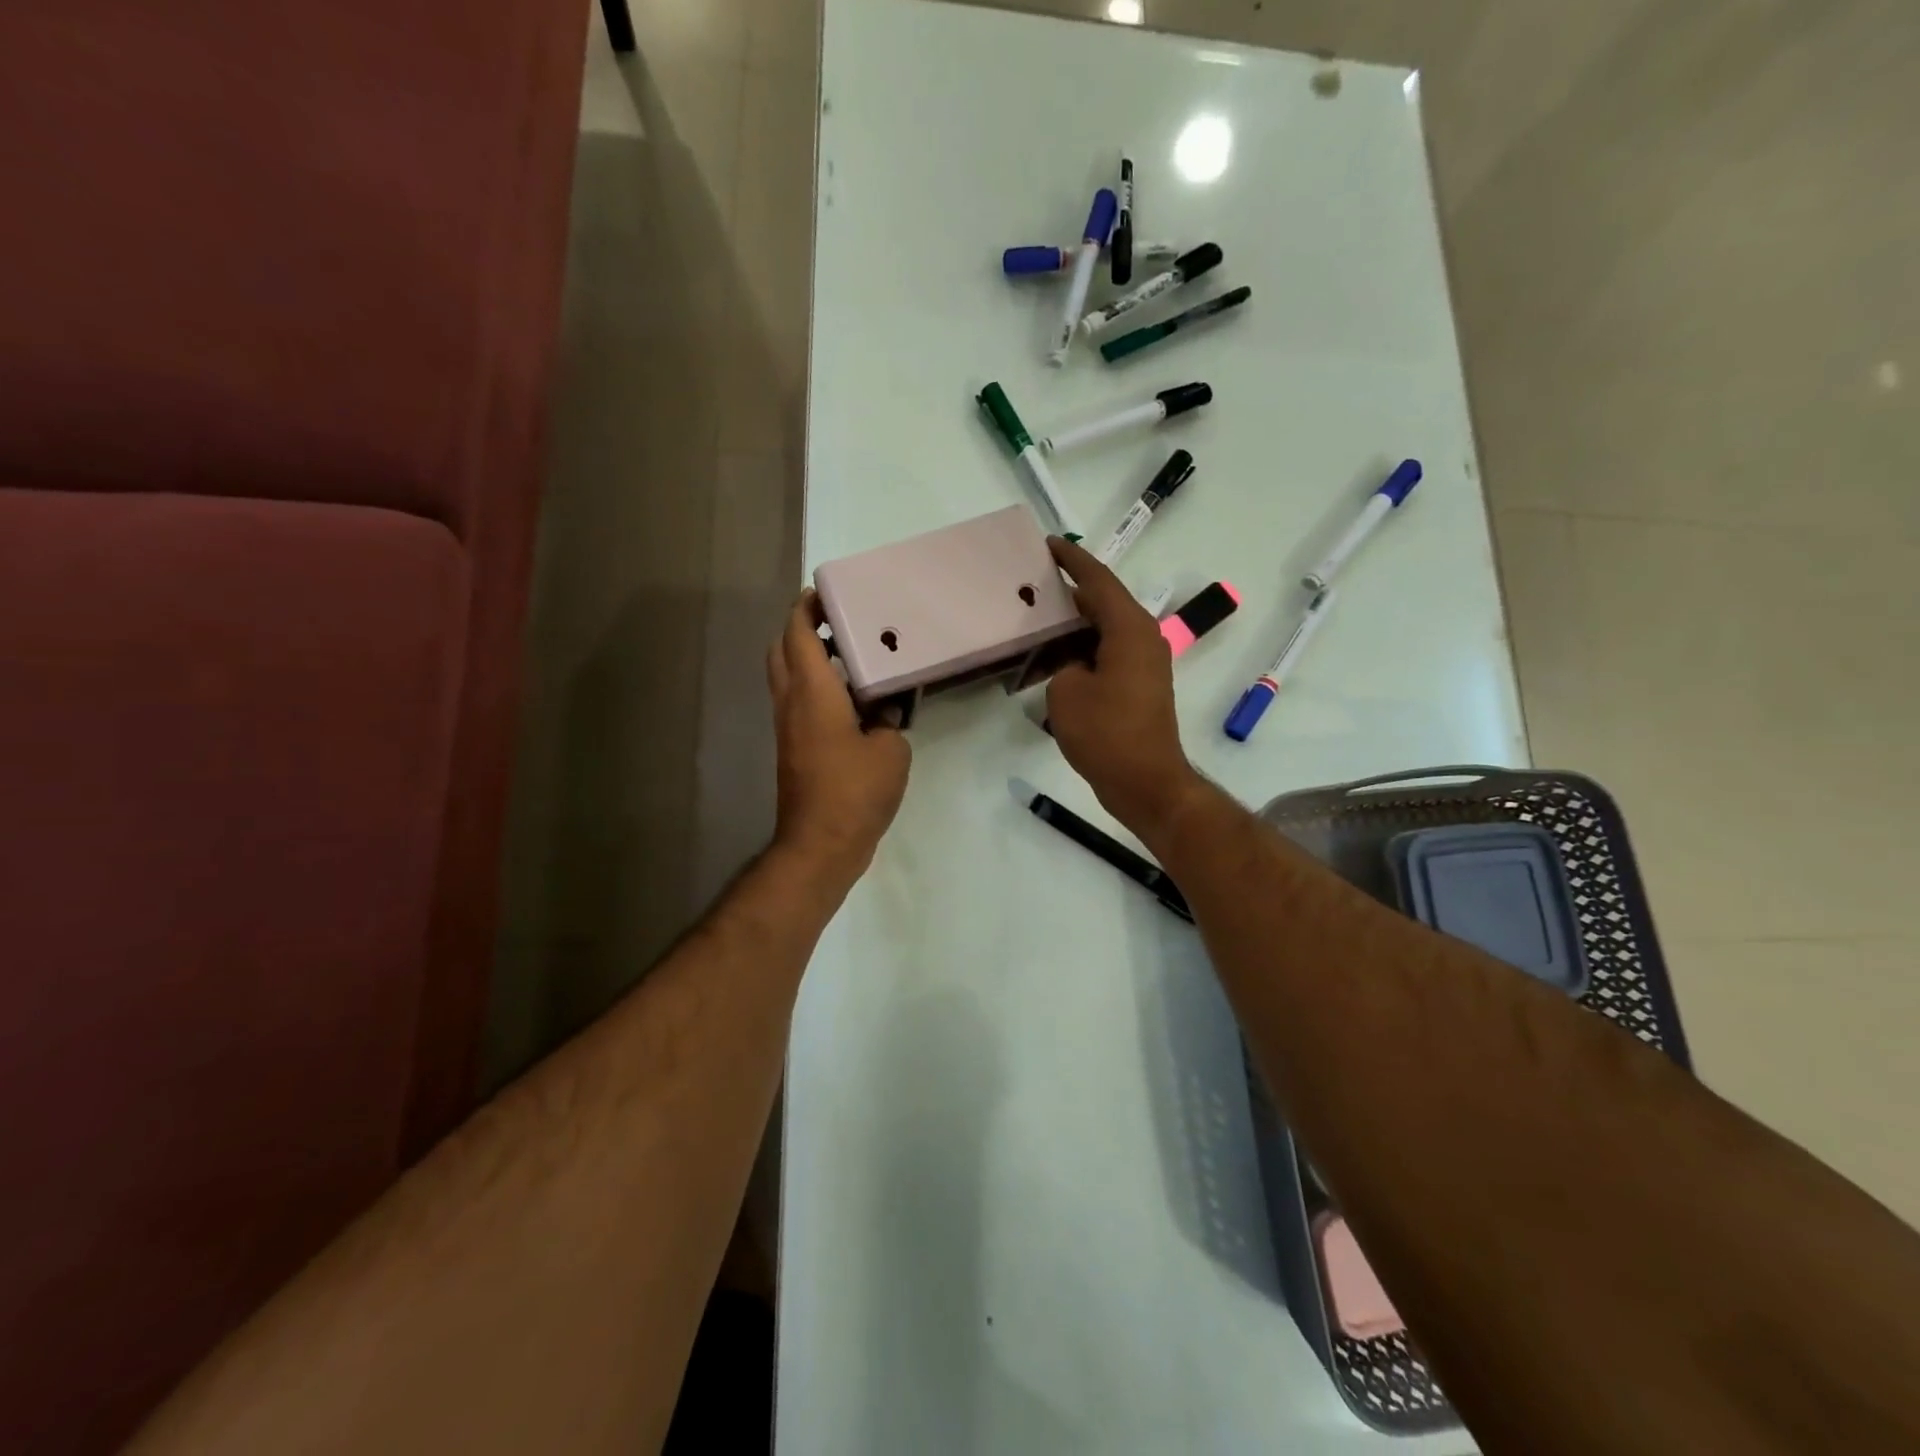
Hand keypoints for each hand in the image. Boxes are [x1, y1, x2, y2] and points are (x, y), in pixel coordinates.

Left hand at [766, 589, 911, 887]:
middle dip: (802, 628)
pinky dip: (815, 686)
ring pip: (786, 677)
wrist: (820, 844)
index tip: (828, 593)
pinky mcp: (793, 748)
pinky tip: (852, 698)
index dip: (807, 607)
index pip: (797, 633)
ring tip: (850, 656)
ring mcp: (788, 727)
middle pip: (781, 649)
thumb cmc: (854, 791)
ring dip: (807, 657)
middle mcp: (791, 702)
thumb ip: (890, 720)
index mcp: (812, 692)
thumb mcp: (891, 751)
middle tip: (839, 622)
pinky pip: (798, 702)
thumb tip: (885, 711)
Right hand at [1044, 537, 1204, 839]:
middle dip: (1069, 591)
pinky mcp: (1139, 686)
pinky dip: (1082, 650)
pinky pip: (1107, 653)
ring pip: (1104, 629)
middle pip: (1102, 602)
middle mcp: (1142, 638)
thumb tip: (1074, 666)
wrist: (1145, 782)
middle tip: (1033, 583)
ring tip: (1037, 621)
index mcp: (1129, 629)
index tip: (1049, 544)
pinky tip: (1054, 659)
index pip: (1097, 580)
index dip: (1072, 560)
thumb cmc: (1106, 733)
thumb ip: (1063, 664)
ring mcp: (1144, 663)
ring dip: (1073, 625)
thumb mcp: (1066, 692)